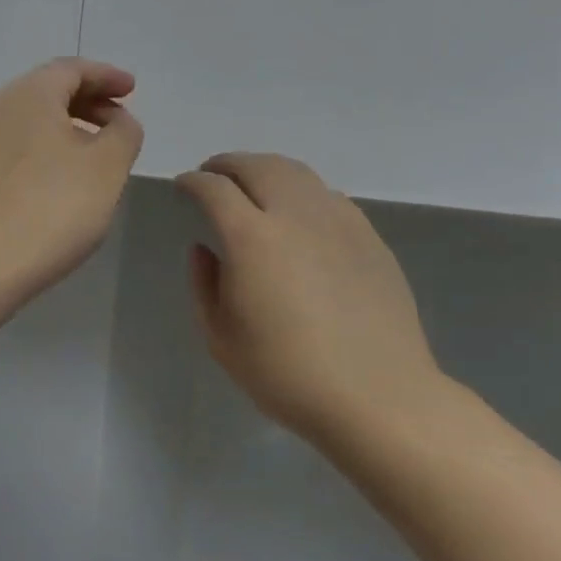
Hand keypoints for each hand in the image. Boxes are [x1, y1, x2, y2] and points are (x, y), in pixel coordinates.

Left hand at [0, 59, 143, 311]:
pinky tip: (64, 175)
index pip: (72, 69)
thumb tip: (118, 121)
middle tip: (120, 121)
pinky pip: (18, 142)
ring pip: (32, 117)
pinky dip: (47, 145)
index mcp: (30, 94)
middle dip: (89, 99)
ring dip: (69, 124)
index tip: (132, 90)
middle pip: (49, 89)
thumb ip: (124, 132)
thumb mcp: (108, 167)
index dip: (106, 76)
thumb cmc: (52, 209)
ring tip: (98, 152)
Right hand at [175, 153, 446, 444]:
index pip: (214, 189)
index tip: (182, 186)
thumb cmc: (287, 374)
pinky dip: (301, 190)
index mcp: (251, 238)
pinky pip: (327, 195)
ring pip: (295, 172)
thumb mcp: (221, 339)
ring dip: (265, 169)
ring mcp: (337, 221)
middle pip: (256, 166)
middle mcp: (294, 215)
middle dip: (227, 164)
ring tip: (253, 184)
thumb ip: (204, 285)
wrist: (377, 395)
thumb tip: (205, 248)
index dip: (192, 182)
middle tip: (212, 175)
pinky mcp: (368, 235)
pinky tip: (298, 213)